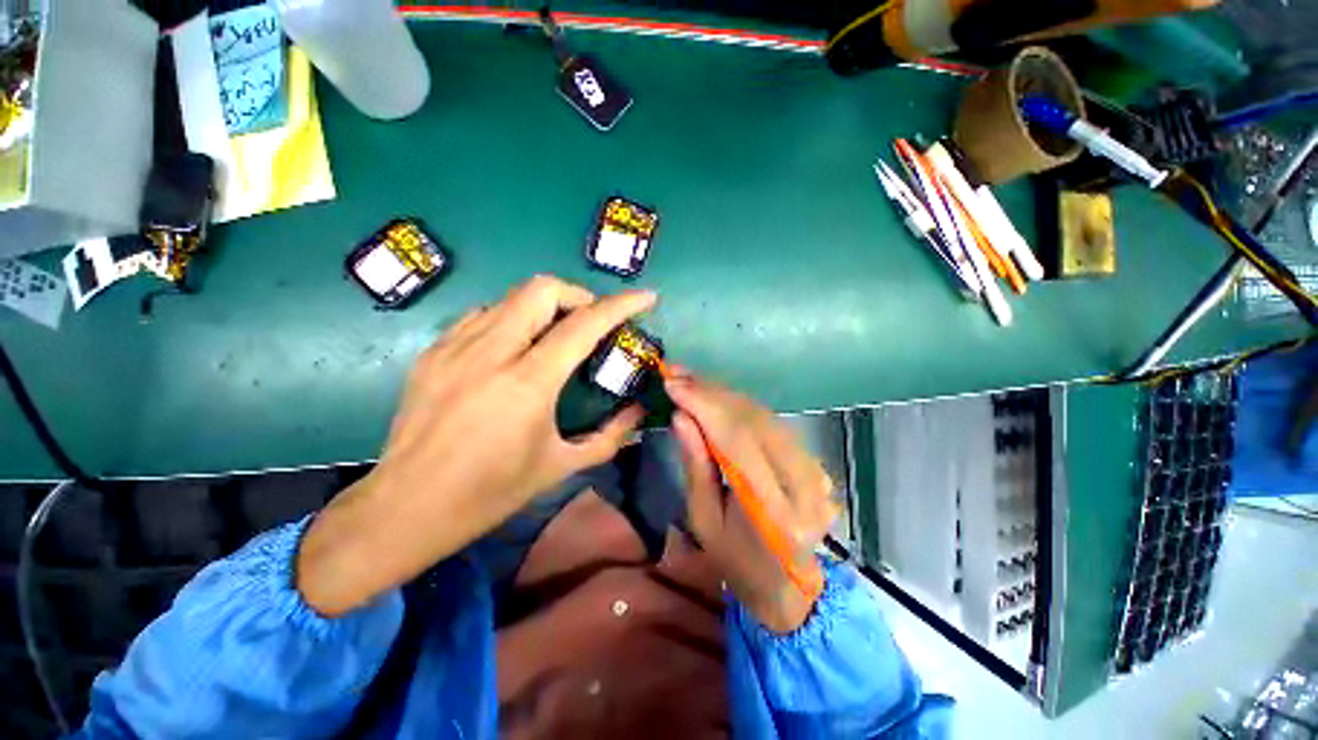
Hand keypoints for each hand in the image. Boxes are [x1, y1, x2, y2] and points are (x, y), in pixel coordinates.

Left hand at [297, 276, 656, 615]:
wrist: (407, 507)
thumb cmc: (491, 492)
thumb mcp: (560, 466)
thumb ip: (610, 436)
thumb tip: (638, 411)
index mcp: (528, 383)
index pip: (584, 325)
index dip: (621, 305)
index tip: (645, 297)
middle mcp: (491, 353)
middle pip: (542, 289)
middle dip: (578, 295)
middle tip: (590, 321)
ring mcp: (455, 347)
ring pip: (511, 297)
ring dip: (545, 306)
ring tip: (555, 334)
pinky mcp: (433, 352)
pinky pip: (483, 315)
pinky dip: (512, 319)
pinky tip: (515, 347)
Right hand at [666, 370, 838, 632]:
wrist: (785, 584)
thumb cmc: (735, 561)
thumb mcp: (704, 520)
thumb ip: (696, 465)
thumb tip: (681, 416)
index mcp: (775, 514)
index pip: (738, 442)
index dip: (704, 406)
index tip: (673, 383)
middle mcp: (804, 486)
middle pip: (754, 421)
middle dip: (711, 393)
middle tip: (677, 374)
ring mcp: (816, 471)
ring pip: (763, 415)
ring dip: (724, 394)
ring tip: (691, 380)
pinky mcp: (813, 461)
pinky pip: (771, 422)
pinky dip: (740, 406)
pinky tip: (716, 395)